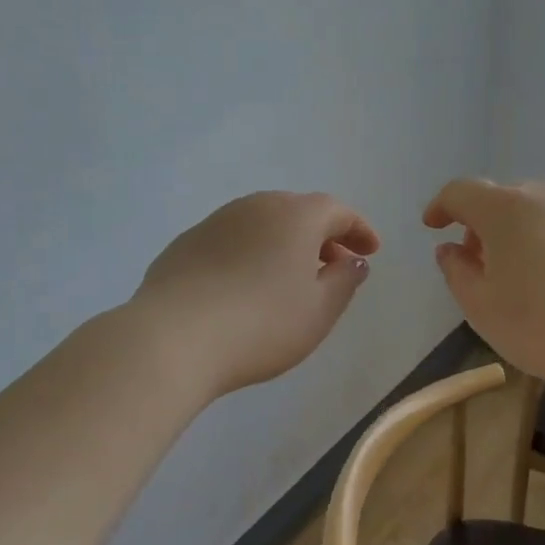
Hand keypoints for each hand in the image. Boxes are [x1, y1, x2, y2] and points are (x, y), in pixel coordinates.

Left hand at [134, 191, 380, 397]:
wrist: (173, 338)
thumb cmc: (261, 325)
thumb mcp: (319, 311)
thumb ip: (344, 281)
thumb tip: (353, 261)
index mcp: (295, 216)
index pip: (337, 211)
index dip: (359, 230)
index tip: (371, 252)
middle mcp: (255, 206)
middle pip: (298, 212)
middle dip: (322, 235)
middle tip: (335, 264)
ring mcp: (215, 222)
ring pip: (262, 224)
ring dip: (284, 244)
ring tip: (291, 278)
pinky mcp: (185, 244)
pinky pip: (232, 241)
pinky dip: (250, 254)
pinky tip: (246, 287)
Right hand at [422, 178, 544, 398]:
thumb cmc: (543, 327)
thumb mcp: (481, 308)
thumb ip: (456, 272)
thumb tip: (451, 249)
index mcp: (504, 210)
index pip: (461, 192)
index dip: (442, 206)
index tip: (434, 226)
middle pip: (504, 200)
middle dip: (484, 226)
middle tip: (483, 265)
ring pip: (542, 209)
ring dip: (524, 231)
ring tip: (528, 272)